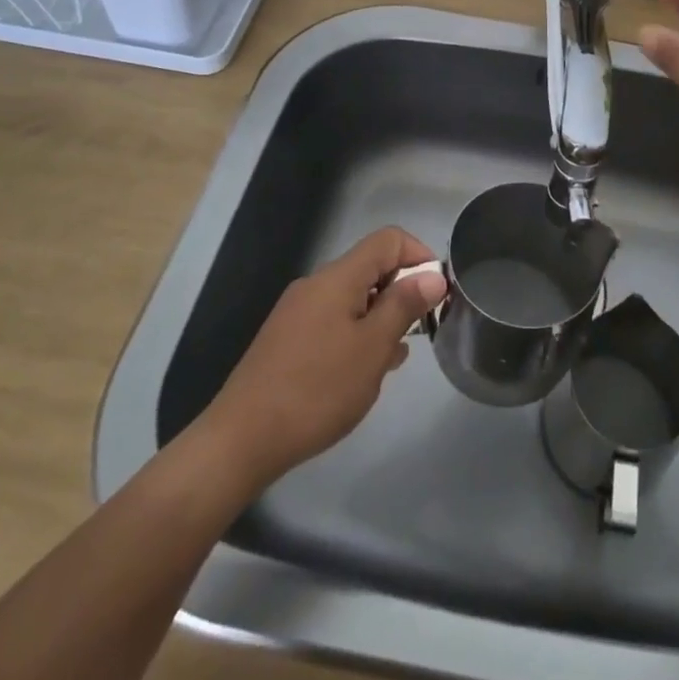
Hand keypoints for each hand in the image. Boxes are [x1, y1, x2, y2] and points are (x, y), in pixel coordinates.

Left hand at [205, 227, 447, 487]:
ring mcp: (297, 312)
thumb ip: (404, 305)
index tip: (436, 293)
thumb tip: (433, 275)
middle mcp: (316, 285)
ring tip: (391, 361)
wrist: (242, 439)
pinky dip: (356, 335)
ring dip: (379, 319)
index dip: (419, 256)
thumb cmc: (317, 389)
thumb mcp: (373, 347)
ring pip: (353, 299)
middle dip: (401, 293)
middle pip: (370, 268)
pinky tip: (360, 374)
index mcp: (338, 277)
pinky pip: (333, 321)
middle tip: (417, 334)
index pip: (388, 240)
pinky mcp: (286, 339)